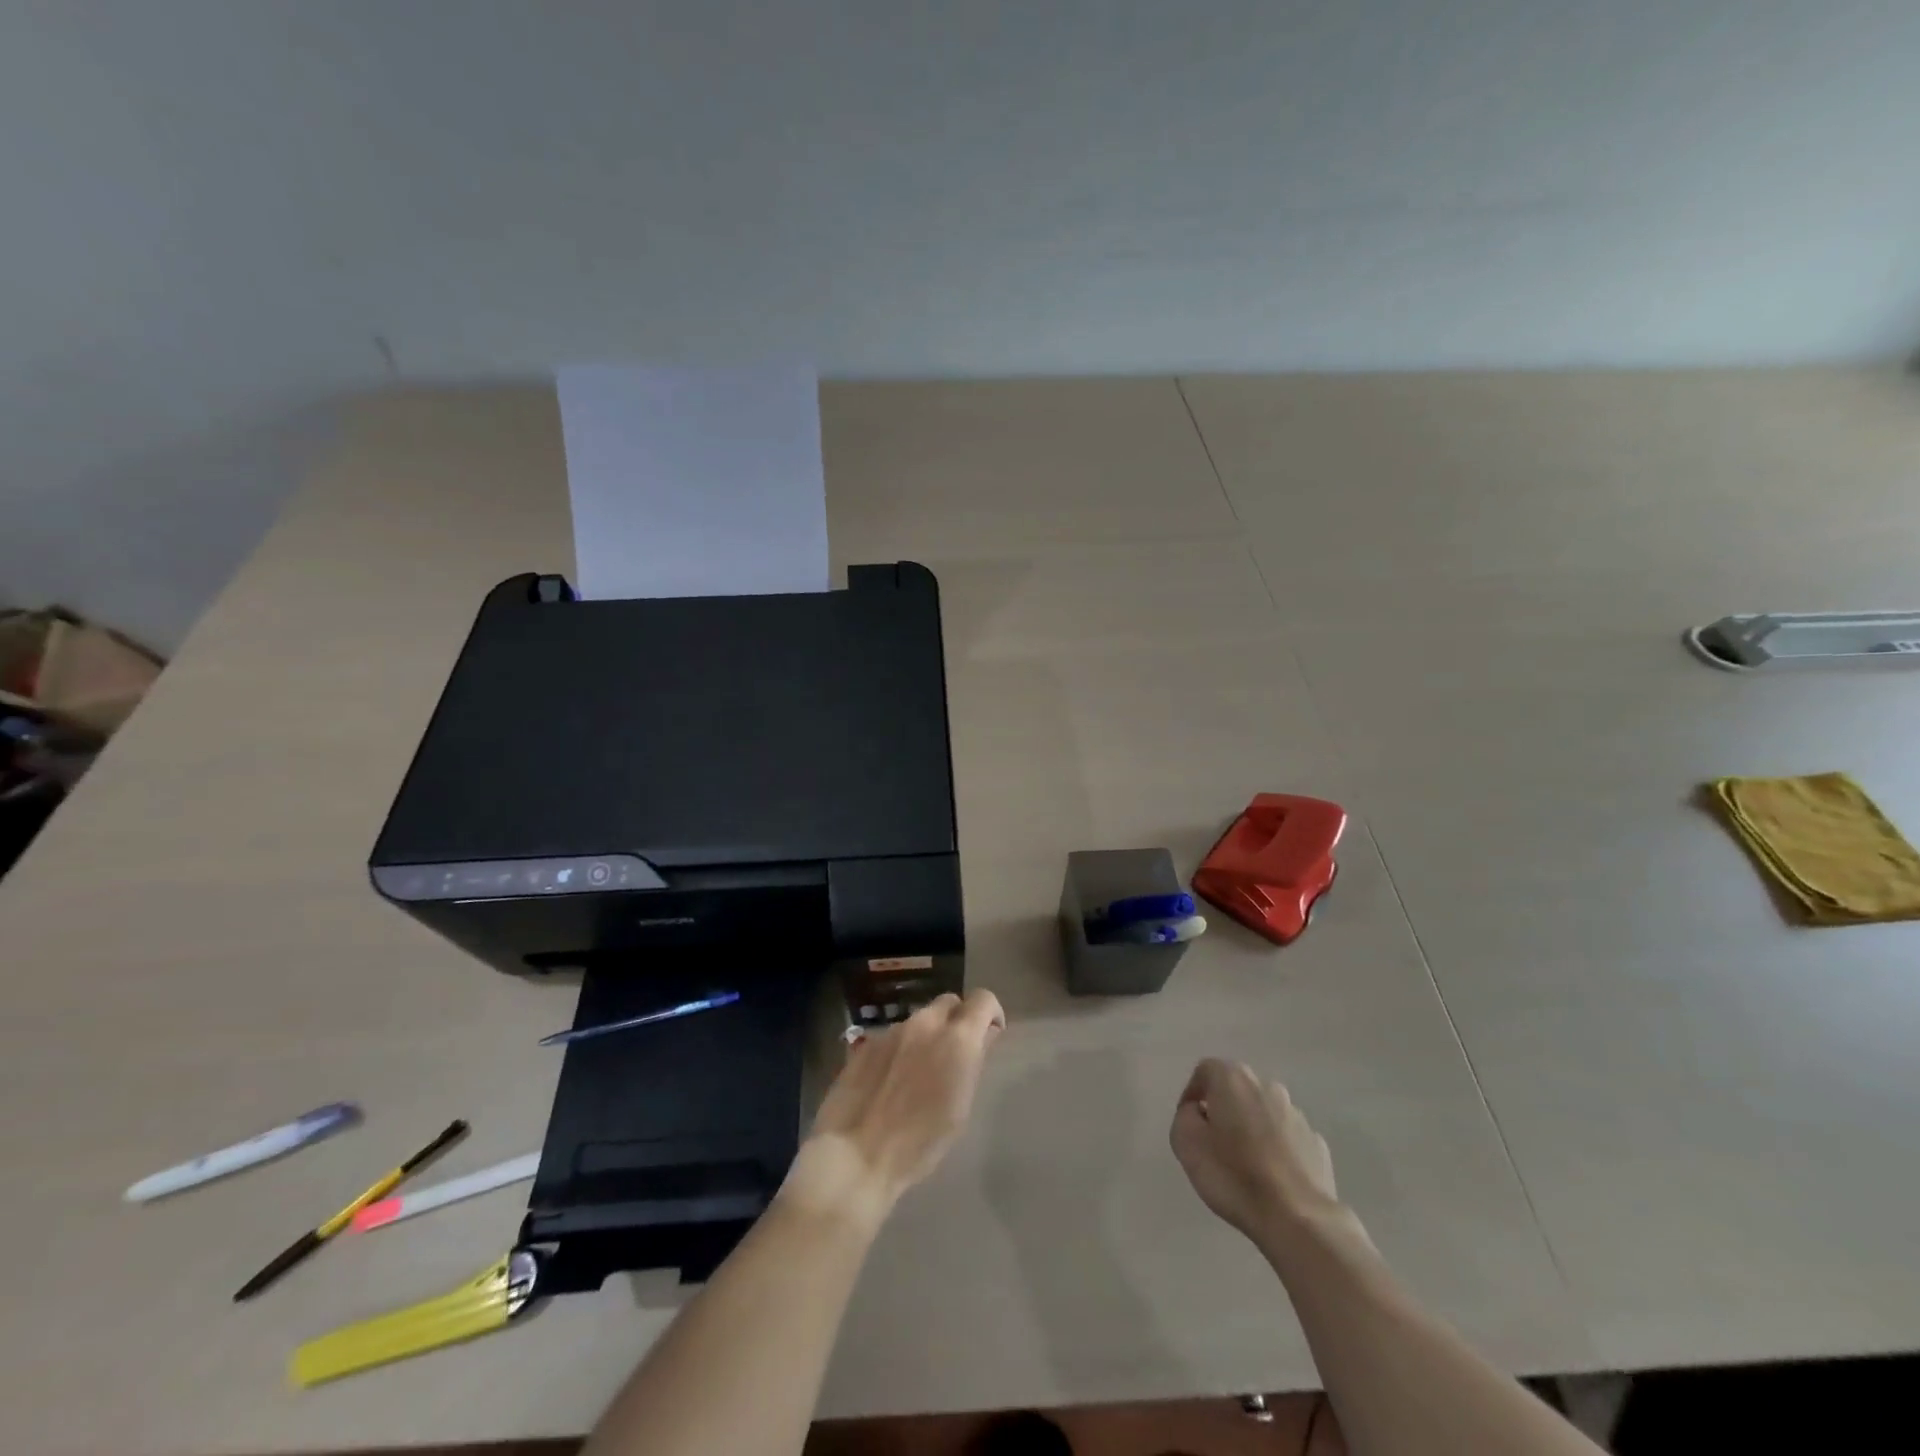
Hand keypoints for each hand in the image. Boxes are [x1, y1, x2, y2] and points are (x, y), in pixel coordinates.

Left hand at [783, 989, 1006, 1225]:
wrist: (856, 1154)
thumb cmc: (920, 1143)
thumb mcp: (960, 1108)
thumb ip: (973, 1062)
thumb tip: (983, 1038)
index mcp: (957, 1039)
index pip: (983, 999)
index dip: (991, 1013)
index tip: (990, 1035)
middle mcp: (925, 1023)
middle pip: (949, 1003)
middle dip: (958, 1020)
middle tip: (955, 1053)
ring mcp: (892, 1030)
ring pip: (920, 1019)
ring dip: (927, 1036)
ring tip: (919, 1072)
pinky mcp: (866, 1042)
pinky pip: (893, 1035)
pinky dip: (901, 1049)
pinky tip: (891, 1080)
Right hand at [1169, 1059, 1349, 1243]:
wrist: (1298, 1220)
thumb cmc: (1234, 1176)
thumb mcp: (1186, 1143)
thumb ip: (1185, 1116)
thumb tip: (1197, 1112)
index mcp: (1233, 1079)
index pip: (1205, 1071)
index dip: (1192, 1095)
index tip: (1189, 1124)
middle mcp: (1267, 1086)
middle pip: (1236, 1090)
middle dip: (1224, 1110)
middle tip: (1214, 1143)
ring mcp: (1297, 1115)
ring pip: (1264, 1113)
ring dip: (1251, 1129)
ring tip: (1245, 1165)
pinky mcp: (1317, 1144)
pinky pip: (1287, 1138)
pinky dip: (1276, 1150)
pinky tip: (1271, 1178)